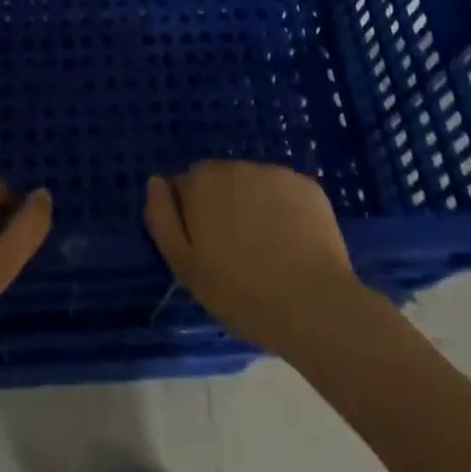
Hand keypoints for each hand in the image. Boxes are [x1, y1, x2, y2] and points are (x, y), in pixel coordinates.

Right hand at [144, 161, 360, 355]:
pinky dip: (285, 211)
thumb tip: (156, 181)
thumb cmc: (240, 292)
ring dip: (253, 206)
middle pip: (220, 181)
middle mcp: (236, 166)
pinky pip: (286, 194)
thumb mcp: (184, 265)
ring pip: (254, 185)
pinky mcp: (308, 186)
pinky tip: (294, 244)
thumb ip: (162, 217)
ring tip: (267, 250)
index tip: (204, 248)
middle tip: (235, 252)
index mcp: (202, 182)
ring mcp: (276, 173)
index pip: (185, 186)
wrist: (314, 305)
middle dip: (222, 206)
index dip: (192, 216)